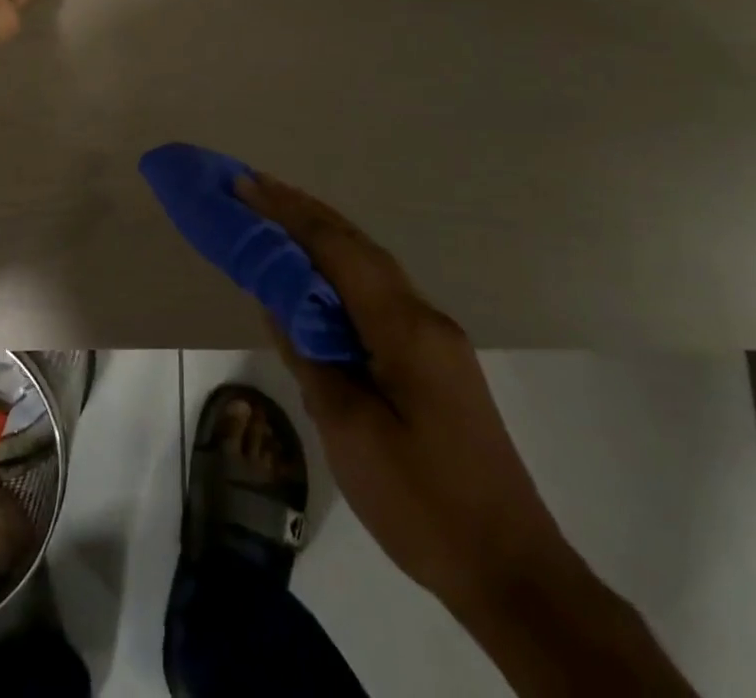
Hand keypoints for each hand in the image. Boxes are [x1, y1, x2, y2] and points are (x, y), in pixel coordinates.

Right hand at [238, 172, 577, 610]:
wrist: (512, 570)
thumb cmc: (422, 504)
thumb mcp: (349, 431)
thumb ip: (310, 356)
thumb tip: (277, 301)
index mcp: (403, 327)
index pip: (336, 249)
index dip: (286, 213)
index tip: (243, 185)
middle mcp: (423, 315)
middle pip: (356, 244)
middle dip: (302, 211)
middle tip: (251, 187)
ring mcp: (434, 336)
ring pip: (369, 265)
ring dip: (322, 236)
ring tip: (275, 219)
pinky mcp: (434, 358)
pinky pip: (378, 293)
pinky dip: (340, 271)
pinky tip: (316, 281)